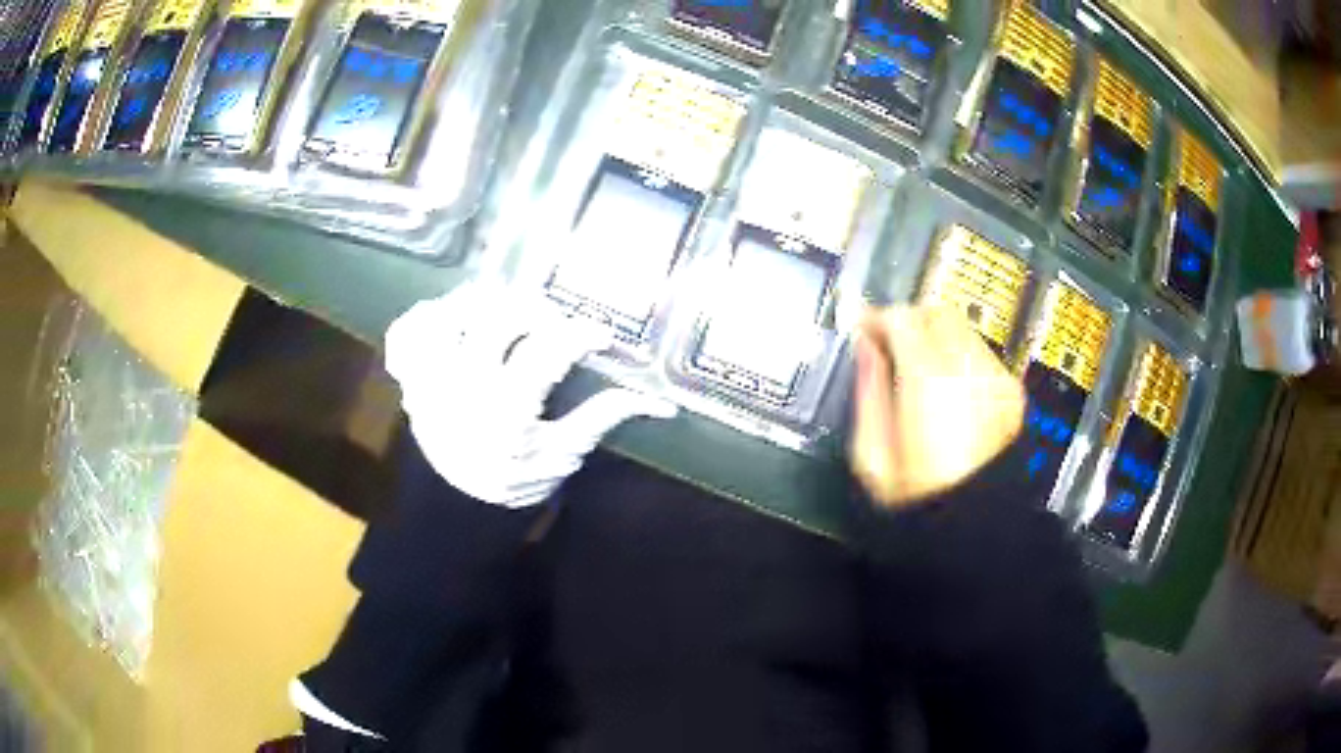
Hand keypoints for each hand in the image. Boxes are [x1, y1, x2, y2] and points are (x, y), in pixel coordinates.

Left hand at [384, 280, 676, 507]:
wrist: (456, 505)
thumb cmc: (515, 478)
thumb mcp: (563, 454)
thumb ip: (602, 419)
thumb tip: (662, 403)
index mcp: (507, 408)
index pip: (548, 351)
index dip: (581, 333)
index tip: (600, 333)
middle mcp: (464, 384)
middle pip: (497, 316)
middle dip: (533, 309)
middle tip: (551, 321)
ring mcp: (431, 377)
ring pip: (450, 312)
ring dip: (482, 304)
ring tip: (502, 315)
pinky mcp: (410, 377)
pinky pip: (407, 331)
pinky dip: (427, 317)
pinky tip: (452, 325)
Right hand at [850, 305, 1024, 507]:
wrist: (975, 525)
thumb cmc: (920, 498)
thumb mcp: (872, 456)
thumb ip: (868, 392)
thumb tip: (867, 351)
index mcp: (929, 383)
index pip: (903, 319)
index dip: (878, 317)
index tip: (864, 327)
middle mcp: (968, 371)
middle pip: (937, 312)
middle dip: (910, 319)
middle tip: (890, 341)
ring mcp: (996, 379)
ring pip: (963, 328)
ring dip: (936, 336)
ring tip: (918, 366)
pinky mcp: (1012, 392)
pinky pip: (982, 354)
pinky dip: (960, 356)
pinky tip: (948, 386)